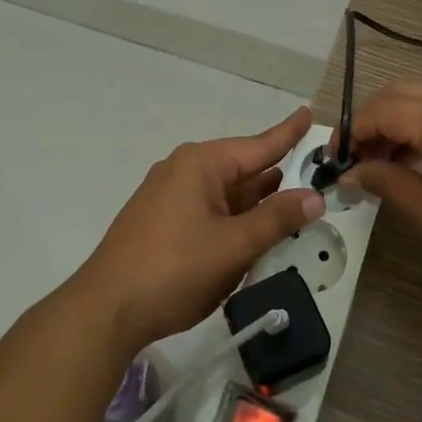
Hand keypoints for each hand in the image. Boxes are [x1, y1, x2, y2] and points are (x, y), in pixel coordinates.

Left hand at [68, 107, 325, 356]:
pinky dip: (234, 219)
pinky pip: (209, 211)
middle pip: (242, 169)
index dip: (288, 133)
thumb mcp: (234, 245)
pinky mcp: (162, 222)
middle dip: (276, 176)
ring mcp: (169, 197)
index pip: (258, 145)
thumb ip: (277, 219)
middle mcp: (184, 171)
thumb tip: (314, 196)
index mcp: (202, 164)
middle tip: (314, 176)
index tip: (309, 112)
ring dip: (256, 204)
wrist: (107, 309)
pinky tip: (253, 233)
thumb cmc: (175, 269)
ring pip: (226, 194)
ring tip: (293, 205)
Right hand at [343, 82, 421, 312]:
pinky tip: (414, 159)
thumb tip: (353, 172)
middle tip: (353, 159)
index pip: (384, 109)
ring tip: (379, 163)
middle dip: (371, 120)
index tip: (333, 160)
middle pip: (402, 92)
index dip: (352, 131)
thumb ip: (391, 184)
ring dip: (396, 120)